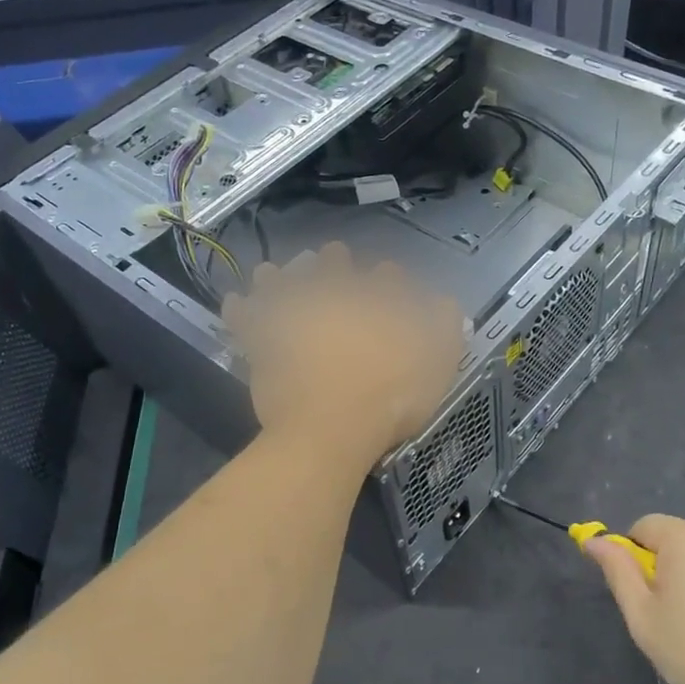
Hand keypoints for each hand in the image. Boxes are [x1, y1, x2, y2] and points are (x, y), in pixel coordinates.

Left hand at [221, 243, 463, 472]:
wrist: (331, 429)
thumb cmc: (390, 399)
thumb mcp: (437, 365)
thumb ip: (444, 328)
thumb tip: (447, 303)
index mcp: (376, 303)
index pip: (386, 279)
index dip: (388, 277)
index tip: (389, 277)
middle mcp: (334, 300)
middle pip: (333, 270)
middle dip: (335, 261)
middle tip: (333, 255)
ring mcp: (295, 318)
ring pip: (283, 284)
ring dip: (280, 276)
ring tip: (272, 270)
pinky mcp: (264, 343)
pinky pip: (246, 320)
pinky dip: (241, 310)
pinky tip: (237, 302)